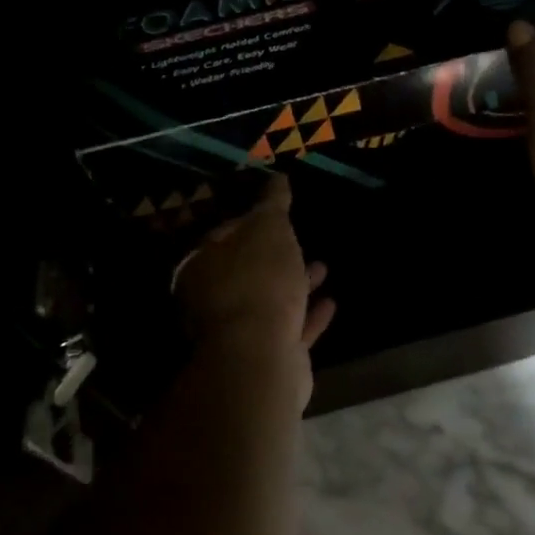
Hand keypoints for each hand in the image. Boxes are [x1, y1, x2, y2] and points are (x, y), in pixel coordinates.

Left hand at [173, 173, 336, 355]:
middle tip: (300, 242)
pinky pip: (290, 329)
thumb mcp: (268, 228)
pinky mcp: (265, 357)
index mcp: (202, 265)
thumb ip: (272, 203)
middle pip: (247, 271)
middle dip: (275, 257)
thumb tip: (277, 177)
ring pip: (270, 301)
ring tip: (323, 268)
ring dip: (295, 285)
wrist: (261, 357)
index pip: (224, 234)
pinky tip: (331, 303)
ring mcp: (238, 332)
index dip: (249, 222)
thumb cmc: (259, 282)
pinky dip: (309, 316)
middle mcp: (213, 299)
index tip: (275, 214)